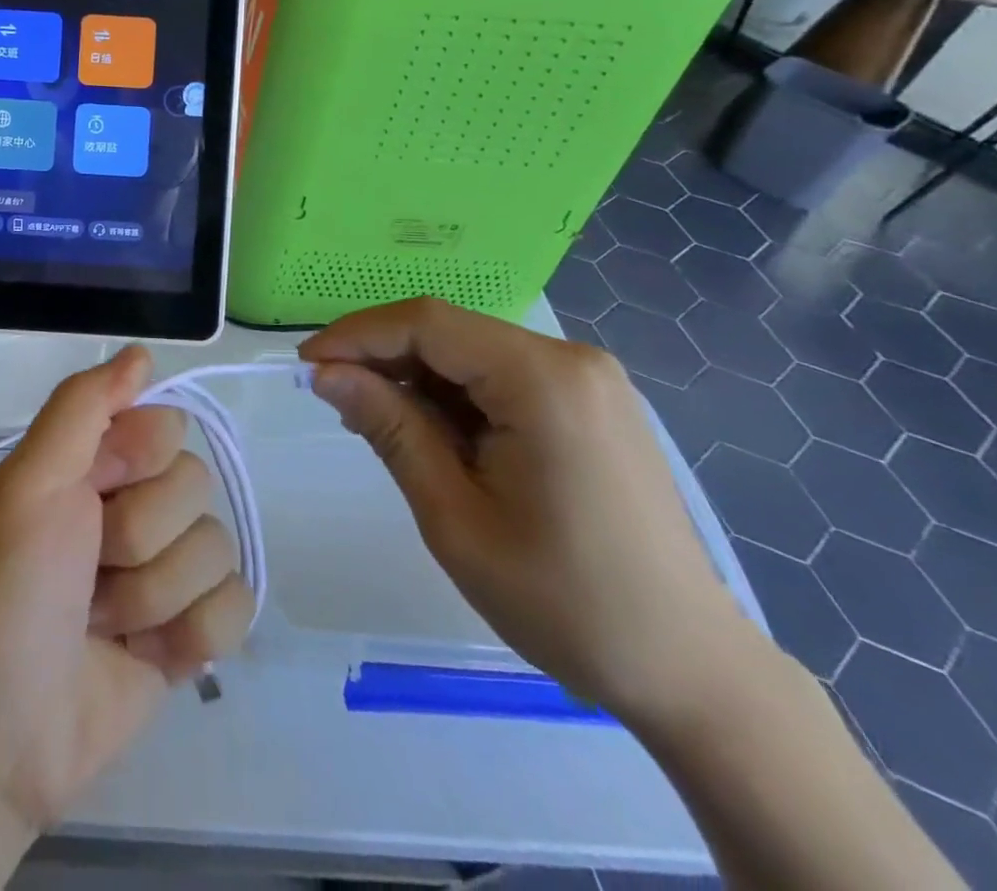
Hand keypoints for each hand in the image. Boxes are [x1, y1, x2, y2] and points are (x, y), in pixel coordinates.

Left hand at [0, 345, 254, 834]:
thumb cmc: (6, 591)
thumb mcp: (30, 481)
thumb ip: (83, 406)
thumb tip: (143, 353)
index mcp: (93, 465)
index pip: (167, 427)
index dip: (139, 460)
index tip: (95, 492)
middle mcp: (133, 507)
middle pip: (195, 487)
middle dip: (140, 537)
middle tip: (85, 572)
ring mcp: (163, 572)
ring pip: (216, 548)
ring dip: (155, 595)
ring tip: (100, 623)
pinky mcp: (187, 635)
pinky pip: (236, 607)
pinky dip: (192, 635)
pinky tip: (147, 656)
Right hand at [300, 298, 759, 723]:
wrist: (691, 672)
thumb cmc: (565, 603)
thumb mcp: (454, 516)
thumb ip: (389, 428)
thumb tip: (325, 373)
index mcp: (543, 380)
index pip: (426, 323)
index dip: (356, 335)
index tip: (305, 367)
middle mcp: (570, 360)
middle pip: (449, 332)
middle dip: (382, 357)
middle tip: (331, 398)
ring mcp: (587, 380)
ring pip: (471, 352)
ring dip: (415, 378)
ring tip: (373, 420)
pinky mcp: (590, 404)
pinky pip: (501, 377)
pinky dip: (454, 395)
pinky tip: (429, 432)